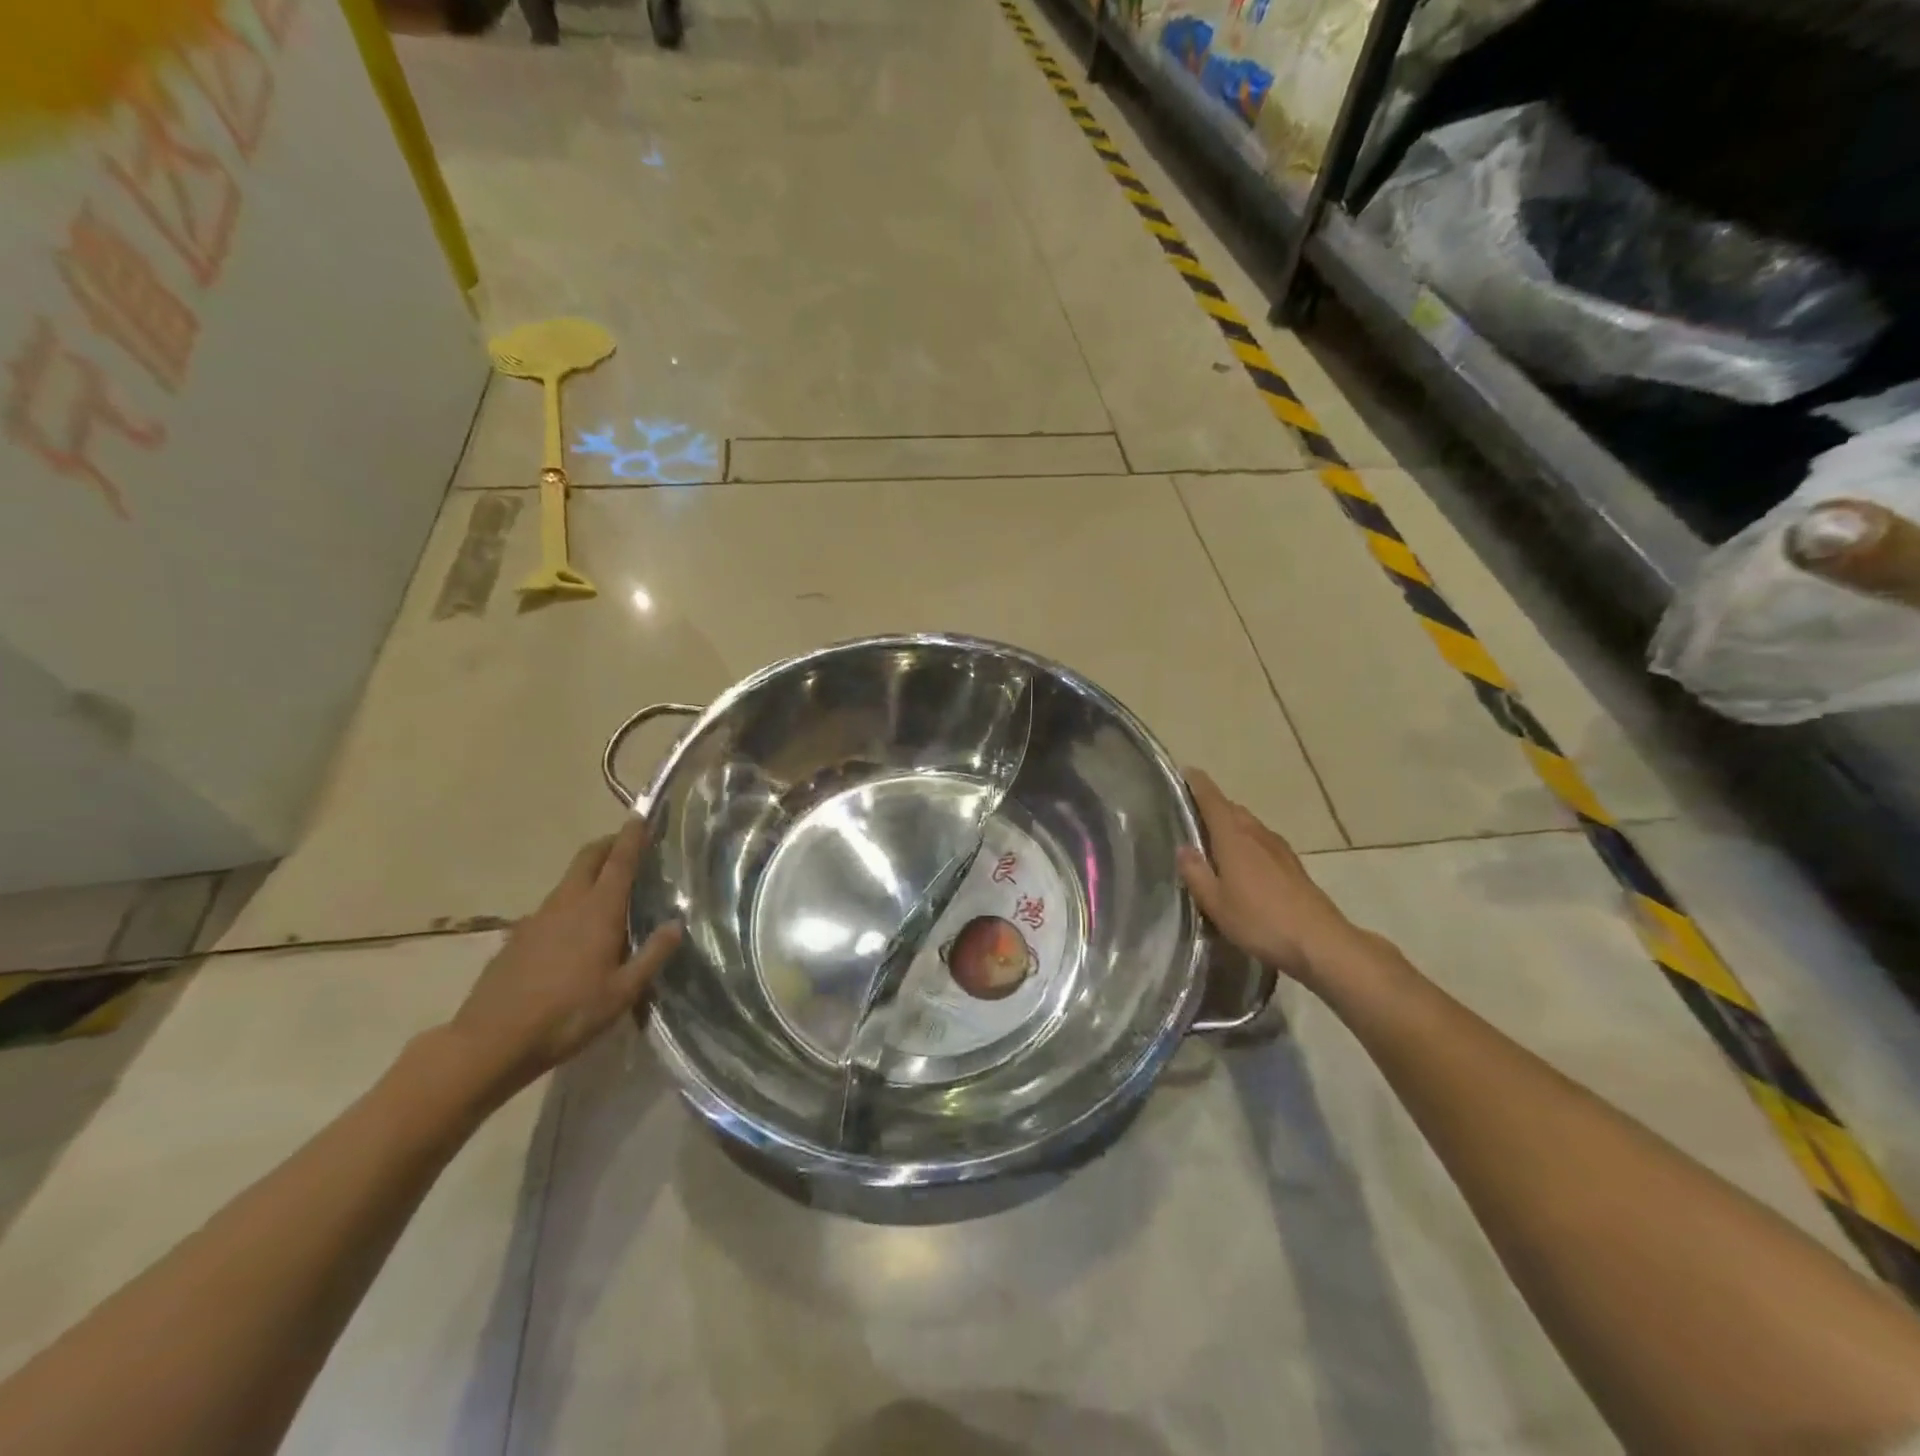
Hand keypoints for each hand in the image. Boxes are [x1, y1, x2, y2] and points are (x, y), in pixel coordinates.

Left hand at [445, 819, 681, 1099]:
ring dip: (590, 872)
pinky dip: (570, 901)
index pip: (619, 861)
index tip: (642, 816)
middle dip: (609, 844)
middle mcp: (567, 904)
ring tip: (608, 888)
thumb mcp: (622, 993)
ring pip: (568, 881)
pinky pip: (552, 907)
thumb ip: (652, 955)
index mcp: (598, 911)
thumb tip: (677, 924)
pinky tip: (575, 930)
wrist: (490, 1042)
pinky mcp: (517, 937)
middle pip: (588, 858)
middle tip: (628, 845)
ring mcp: (538, 918)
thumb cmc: (567, 1015)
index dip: (631, 837)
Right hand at [1176, 770, 1374, 987]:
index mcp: (1234, 839)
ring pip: (1250, 824)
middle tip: (1193, 812)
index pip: (1213, 801)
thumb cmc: (1260, 921)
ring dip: (1232, 823)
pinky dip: (1248, 840)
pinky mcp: (1293, 865)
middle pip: (1233, 809)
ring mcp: (1279, 849)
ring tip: (1215, 837)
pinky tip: (1244, 861)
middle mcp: (1257, 835)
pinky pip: (1263, 840)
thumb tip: (1183, 848)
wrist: (1320, 941)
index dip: (1199, 784)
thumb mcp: (1216, 904)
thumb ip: (1196, 873)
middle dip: (1214, 805)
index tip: (1187, 772)